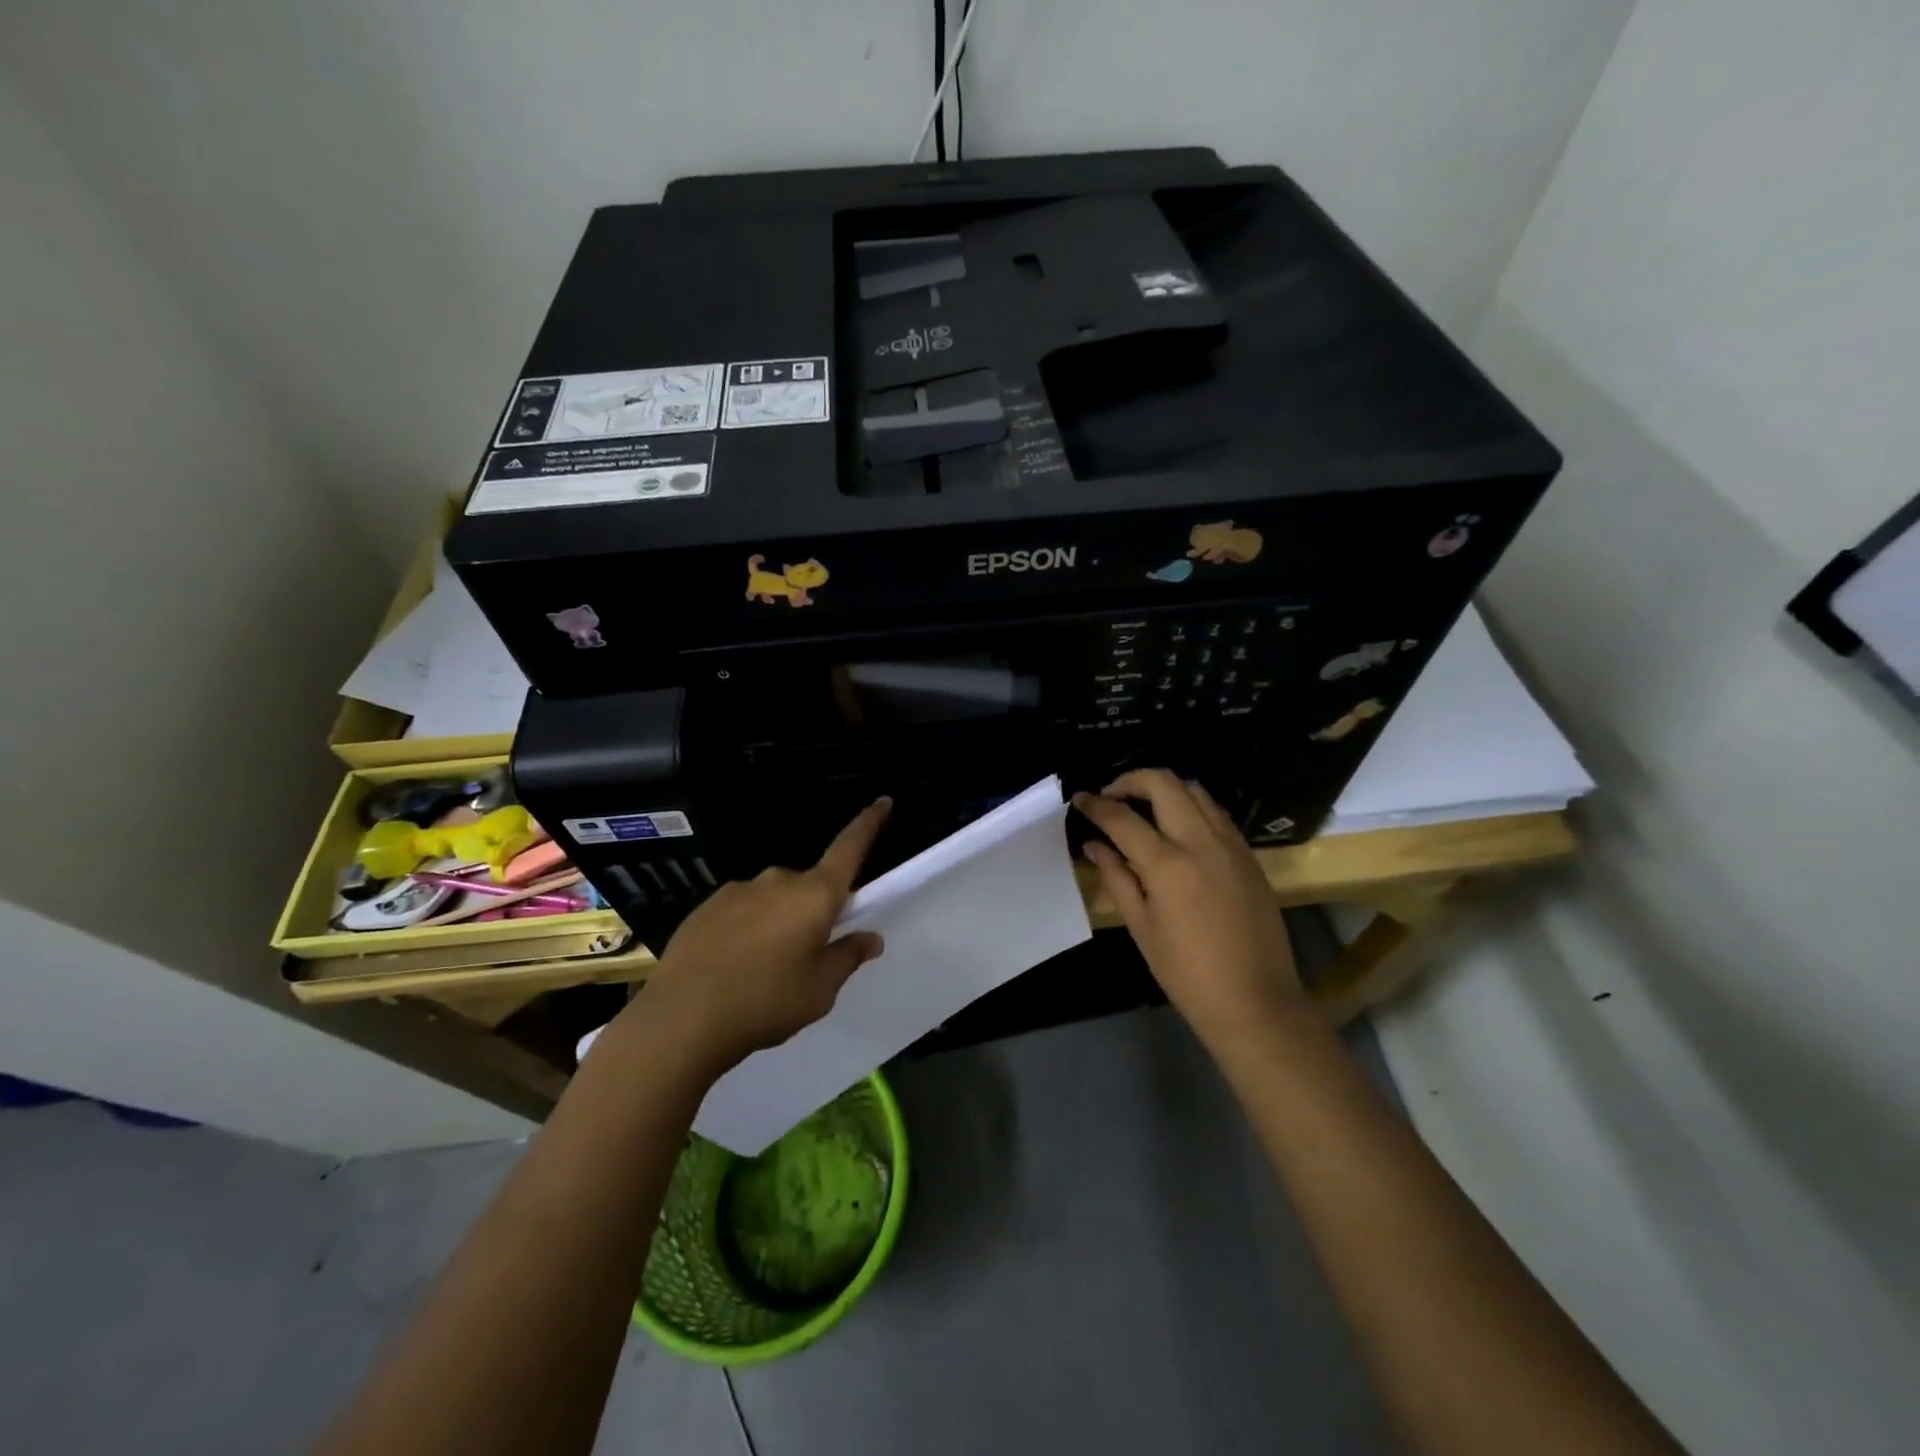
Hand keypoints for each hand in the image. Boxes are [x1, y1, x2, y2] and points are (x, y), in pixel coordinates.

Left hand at [625, 798, 891, 1073]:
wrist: (682, 1018)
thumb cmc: (766, 1002)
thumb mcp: (820, 990)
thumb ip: (848, 957)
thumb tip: (871, 937)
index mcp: (814, 895)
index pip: (849, 849)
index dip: (868, 824)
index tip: (883, 801)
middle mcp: (779, 881)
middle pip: (810, 885)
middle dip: (815, 909)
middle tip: (808, 954)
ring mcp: (739, 890)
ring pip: (774, 899)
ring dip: (779, 921)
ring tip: (764, 969)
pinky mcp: (707, 906)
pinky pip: (742, 910)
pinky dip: (747, 928)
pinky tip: (733, 966)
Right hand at [1073, 770, 1304, 1049]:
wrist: (1256, 1001)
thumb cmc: (1187, 973)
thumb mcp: (1141, 927)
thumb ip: (1116, 877)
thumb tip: (1094, 844)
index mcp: (1168, 864)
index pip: (1122, 817)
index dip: (1095, 804)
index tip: (1079, 799)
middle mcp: (1201, 841)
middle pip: (1163, 783)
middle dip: (1130, 780)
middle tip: (1111, 797)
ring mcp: (1230, 844)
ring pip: (1194, 790)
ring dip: (1164, 789)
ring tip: (1143, 808)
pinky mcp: (1248, 854)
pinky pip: (1215, 812)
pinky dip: (1190, 806)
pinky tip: (1177, 829)